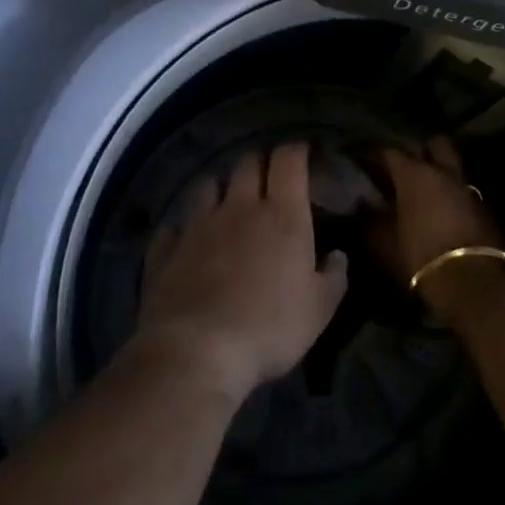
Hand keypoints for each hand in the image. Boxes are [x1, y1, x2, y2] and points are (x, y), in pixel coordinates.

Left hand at [136, 141, 348, 401]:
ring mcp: (197, 225)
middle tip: (270, 180)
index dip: (296, 151)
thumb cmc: (269, 327)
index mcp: (282, 214)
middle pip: (247, 162)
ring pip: (207, 185)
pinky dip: (184, 229)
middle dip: (260, 163)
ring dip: (221, 189)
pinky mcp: (166, 250)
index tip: (303, 155)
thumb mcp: (320, 309)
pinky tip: (188, 242)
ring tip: (228, 205)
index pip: (288, 159)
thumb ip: (334, 276)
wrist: (196, 353)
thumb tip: (338, 255)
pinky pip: (174, 226)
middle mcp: (239, 207)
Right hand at [373, 138, 504, 283]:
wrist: (471, 281)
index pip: (390, 152)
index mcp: (415, 174)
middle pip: (434, 144)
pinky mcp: (483, 207)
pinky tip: (440, 209)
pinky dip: (450, 193)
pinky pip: (462, 189)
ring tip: (422, 188)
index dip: (374, 154)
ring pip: (452, 166)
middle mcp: (443, 172)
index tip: (362, 159)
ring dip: (438, 172)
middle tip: (404, 165)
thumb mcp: (384, 242)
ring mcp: (467, 187)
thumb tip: (361, 206)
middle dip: (420, 149)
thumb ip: (369, 220)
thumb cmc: (420, 256)